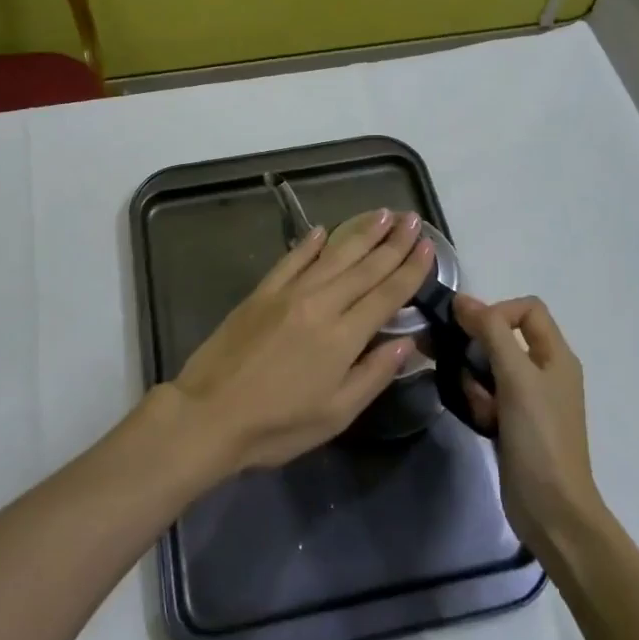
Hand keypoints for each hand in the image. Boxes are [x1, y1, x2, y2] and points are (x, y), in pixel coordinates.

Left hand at [170, 210, 435, 474]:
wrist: (209, 414)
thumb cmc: (277, 425)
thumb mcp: (336, 414)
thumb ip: (374, 374)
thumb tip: (409, 343)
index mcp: (343, 336)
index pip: (387, 294)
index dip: (411, 269)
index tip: (429, 246)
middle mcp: (320, 304)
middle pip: (365, 267)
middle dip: (393, 242)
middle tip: (413, 219)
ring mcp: (288, 294)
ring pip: (333, 255)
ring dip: (360, 233)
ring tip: (383, 213)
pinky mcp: (261, 293)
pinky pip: (291, 260)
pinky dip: (309, 243)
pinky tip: (323, 230)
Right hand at [455, 294, 604, 557]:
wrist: (552, 510)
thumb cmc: (539, 437)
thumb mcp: (516, 377)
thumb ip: (491, 332)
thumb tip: (462, 299)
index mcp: (557, 355)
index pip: (527, 309)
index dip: (498, 311)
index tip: (472, 332)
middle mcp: (546, 371)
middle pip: (505, 336)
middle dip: (478, 348)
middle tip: (458, 364)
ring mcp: (531, 399)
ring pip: (491, 367)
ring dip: (475, 378)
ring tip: (475, 402)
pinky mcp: (515, 422)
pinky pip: (489, 395)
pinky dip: (479, 401)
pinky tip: (479, 420)